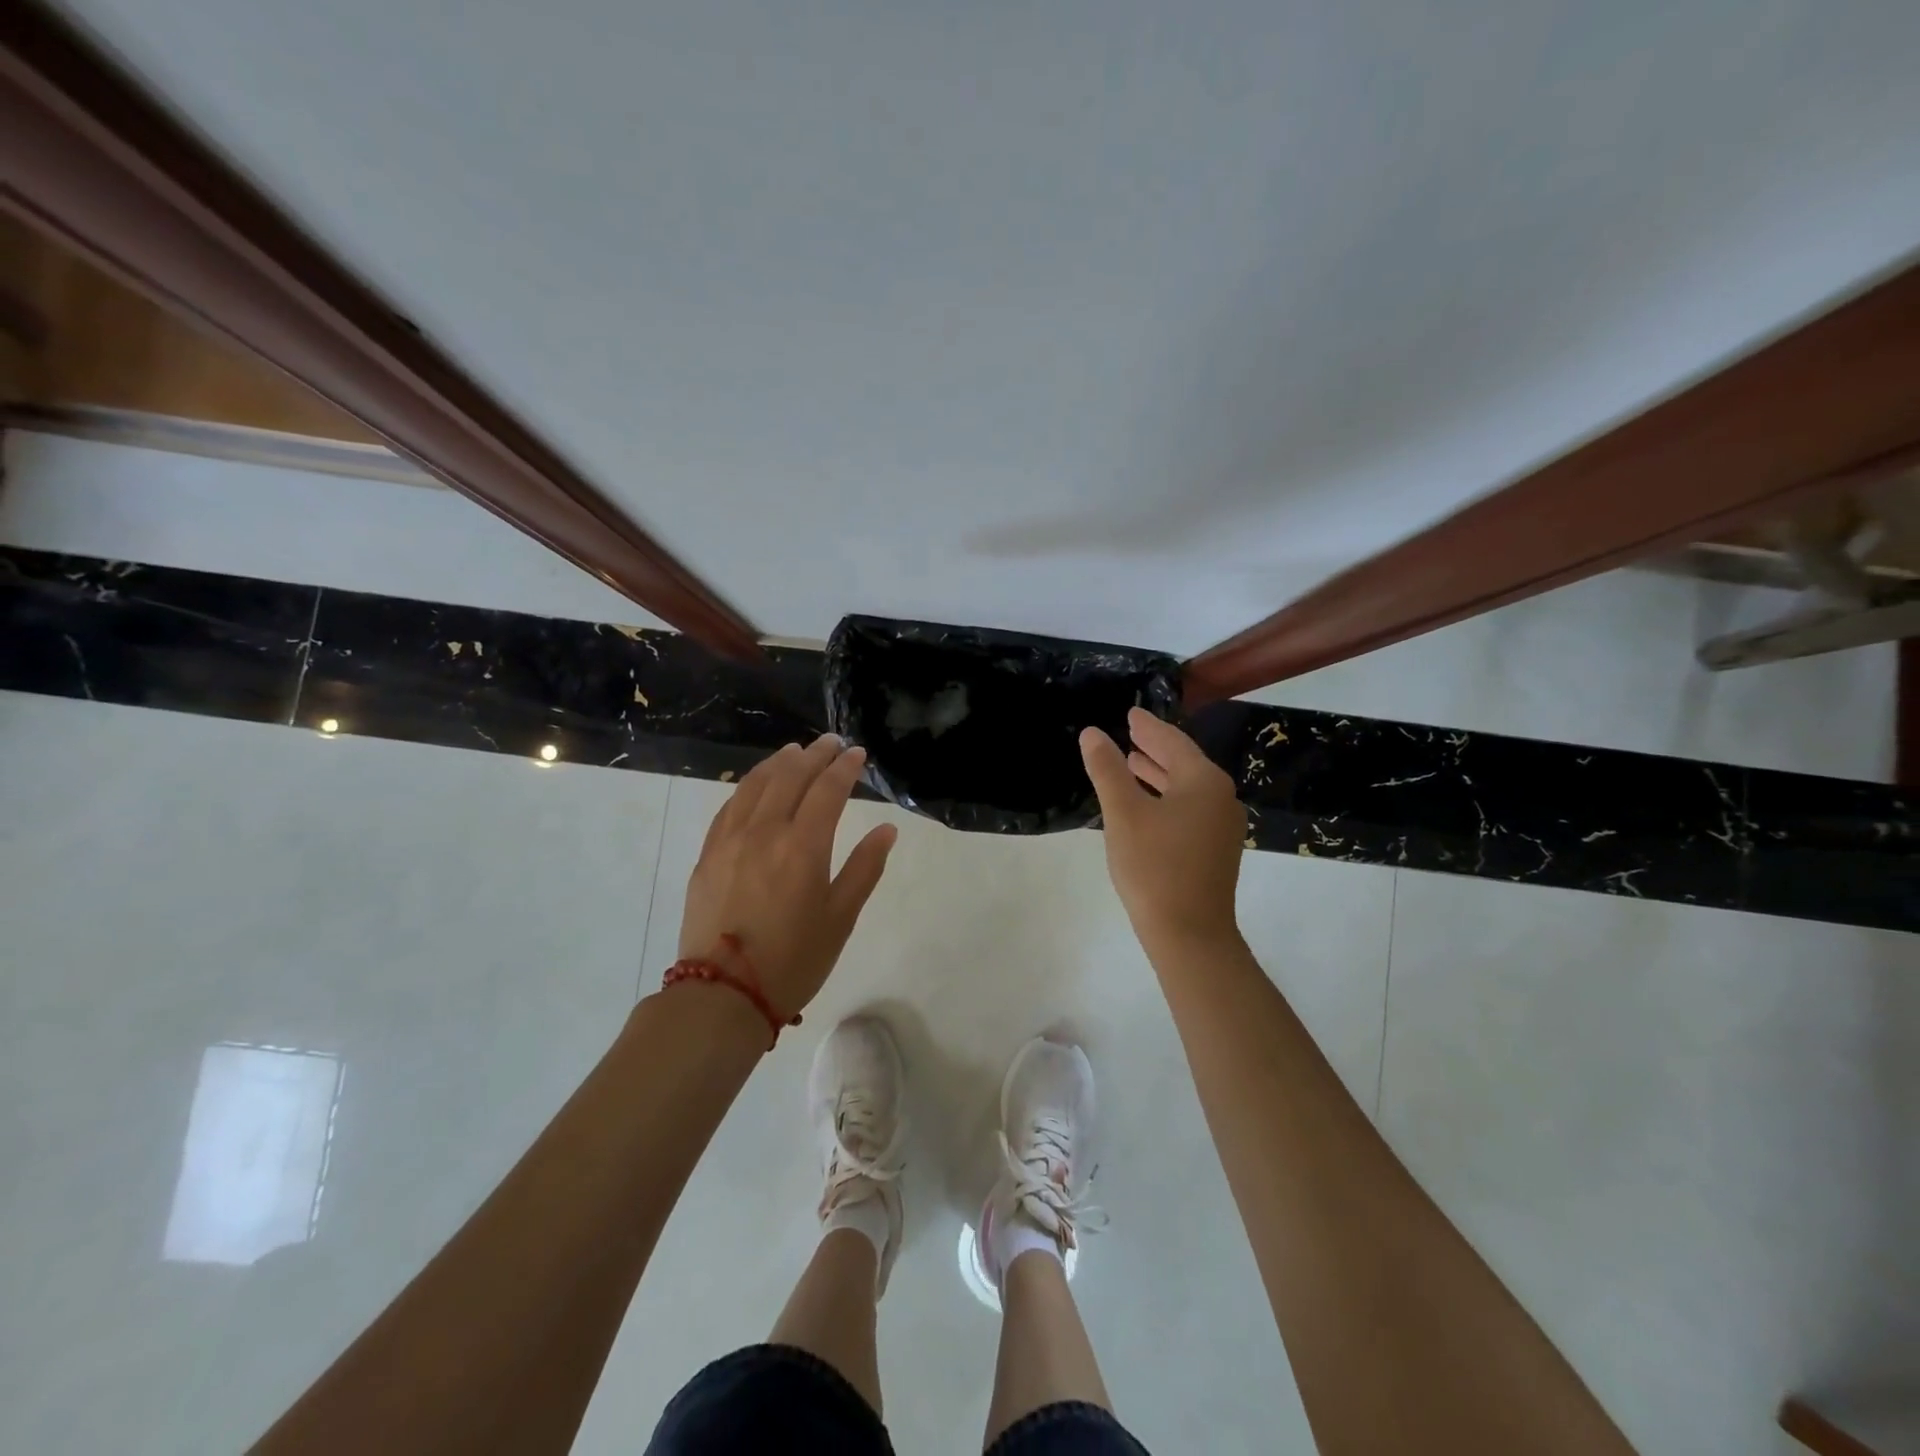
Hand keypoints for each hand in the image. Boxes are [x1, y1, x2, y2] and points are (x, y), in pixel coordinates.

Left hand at [678, 735, 897, 1016]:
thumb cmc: (794, 960)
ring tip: (795, 752)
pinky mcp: (708, 855)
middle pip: (790, 777)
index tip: (857, 754)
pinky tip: (756, 784)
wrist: (723, 994)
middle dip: (814, 755)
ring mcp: (730, 840)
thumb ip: (865, 868)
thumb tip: (887, 830)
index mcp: (803, 846)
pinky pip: (729, 806)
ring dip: (779, 762)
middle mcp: (764, 832)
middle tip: (831, 743)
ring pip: (755, 785)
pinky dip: (748, 785)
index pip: (827, 790)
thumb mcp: (841, 918)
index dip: (844, 768)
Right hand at [1080, 708, 1245, 952]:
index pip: (1172, 742)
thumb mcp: (1123, 813)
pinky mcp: (1215, 850)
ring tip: (1132, 762)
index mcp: (1204, 782)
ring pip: (1187, 788)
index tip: (1131, 713)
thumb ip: (1107, 769)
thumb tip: (1092, 733)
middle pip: (1184, 762)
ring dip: (1159, 773)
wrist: (1189, 934)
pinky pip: (1189, 809)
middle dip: (1155, 747)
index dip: (1148, 727)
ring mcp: (1222, 826)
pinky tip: (1147, 804)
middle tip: (1129, 732)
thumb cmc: (1154, 867)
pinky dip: (1166, 797)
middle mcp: (1220, 798)